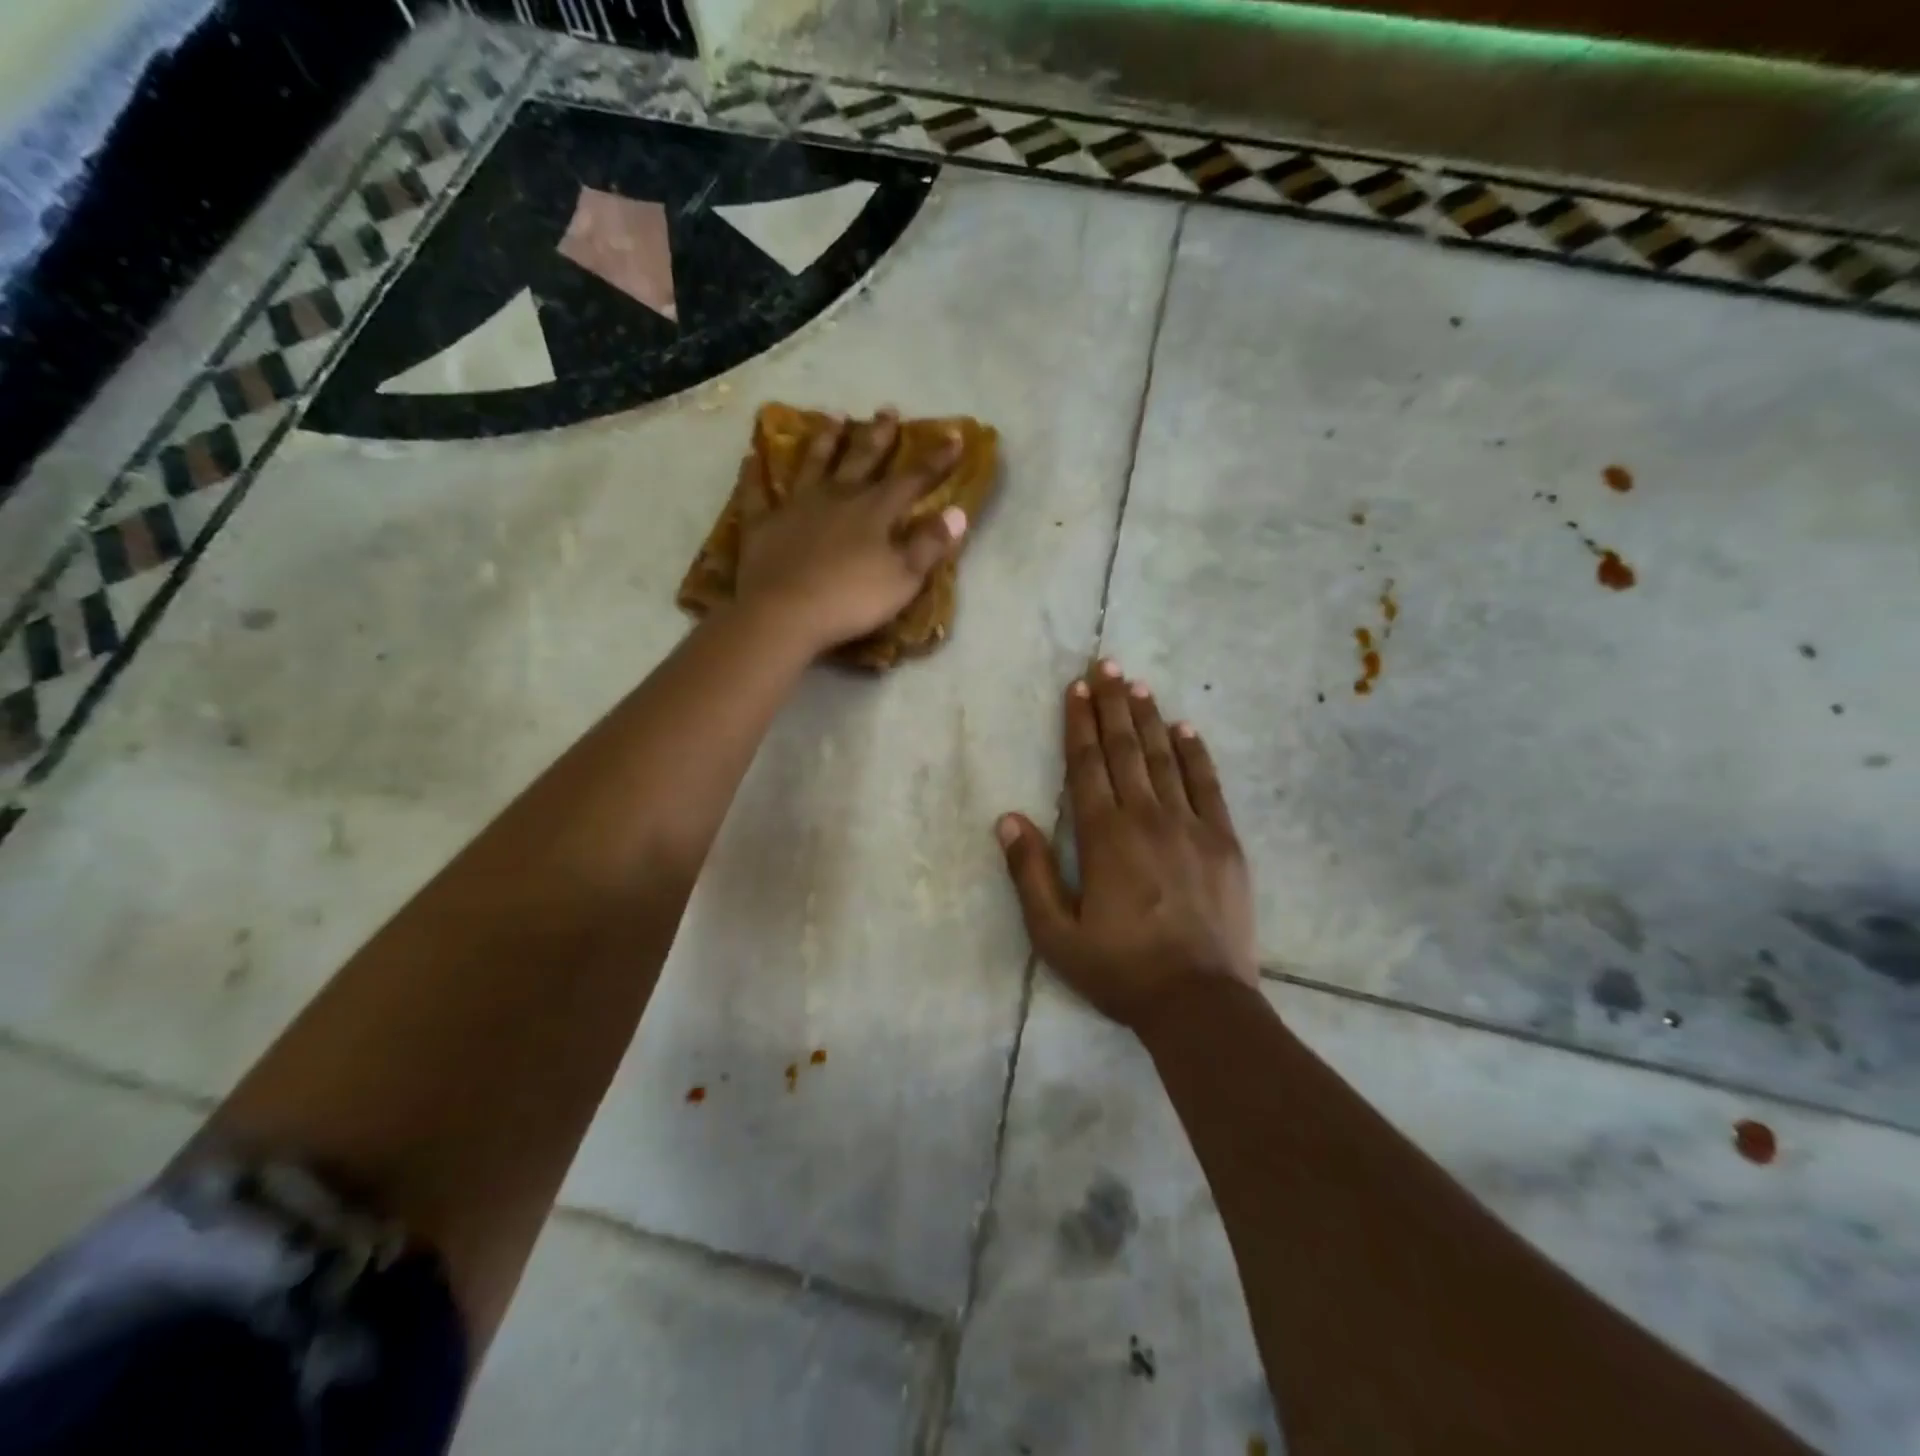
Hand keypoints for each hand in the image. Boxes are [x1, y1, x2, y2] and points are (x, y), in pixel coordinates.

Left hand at [734, 410, 966, 655]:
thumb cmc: (852, 599)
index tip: (954, 436)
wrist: (785, 613)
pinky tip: (752, 458)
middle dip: (879, 436)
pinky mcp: (763, 524)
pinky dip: (754, 475)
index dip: (936, 460)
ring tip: (835, 418)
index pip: (913, 479)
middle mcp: (837, 497)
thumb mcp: (903, 578)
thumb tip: (957, 512)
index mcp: (875, 511)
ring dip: (825, 441)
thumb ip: (930, 545)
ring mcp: (797, 506)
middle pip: (862, 459)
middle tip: (887, 410)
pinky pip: (757, 493)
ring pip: (813, 464)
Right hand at [997, 661, 1257, 1030]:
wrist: (1198, 1002)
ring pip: (1164, 759)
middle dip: (1112, 705)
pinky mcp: (1224, 842)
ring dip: (1148, 719)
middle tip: (1106, 665)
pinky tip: (1186, 728)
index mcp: (1103, 837)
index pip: (1087, 765)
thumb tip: (1008, 819)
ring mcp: (1191, 826)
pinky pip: (1208, 785)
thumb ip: (1030, 873)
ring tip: (1137, 685)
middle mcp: (1146, 818)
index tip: (1076, 689)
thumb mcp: (1055, 933)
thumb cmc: (1120, 969)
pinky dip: (1195, 754)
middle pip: (1125, 750)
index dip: (1080, 724)